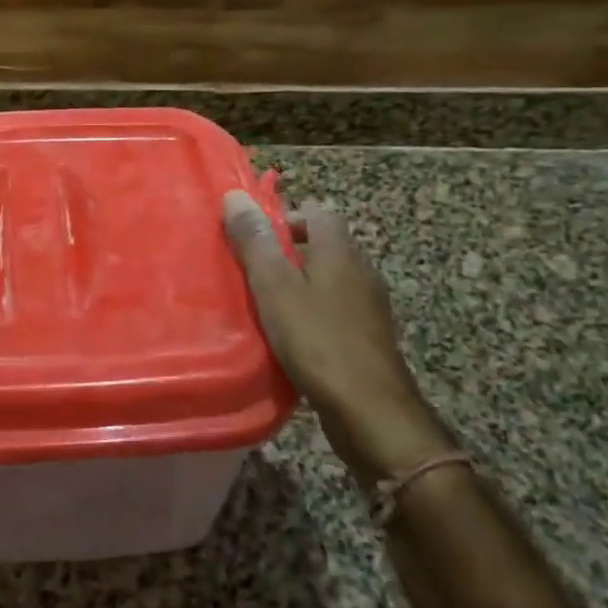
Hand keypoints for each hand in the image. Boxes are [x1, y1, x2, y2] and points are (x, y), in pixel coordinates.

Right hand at [223, 191, 454, 483]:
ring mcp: (370, 306)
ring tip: (265, 303)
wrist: (371, 412)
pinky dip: (313, 313)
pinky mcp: (369, 337)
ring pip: (330, 279)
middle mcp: (361, 270)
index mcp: (340, 251)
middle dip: (288, 252)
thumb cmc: (318, 340)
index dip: (285, 217)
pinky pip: (336, 310)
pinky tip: (291, 335)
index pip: (318, 212)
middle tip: (252, 271)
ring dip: (300, 284)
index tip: (253, 238)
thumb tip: (236, 196)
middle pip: (324, 245)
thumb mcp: (275, 287)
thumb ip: (255, 242)